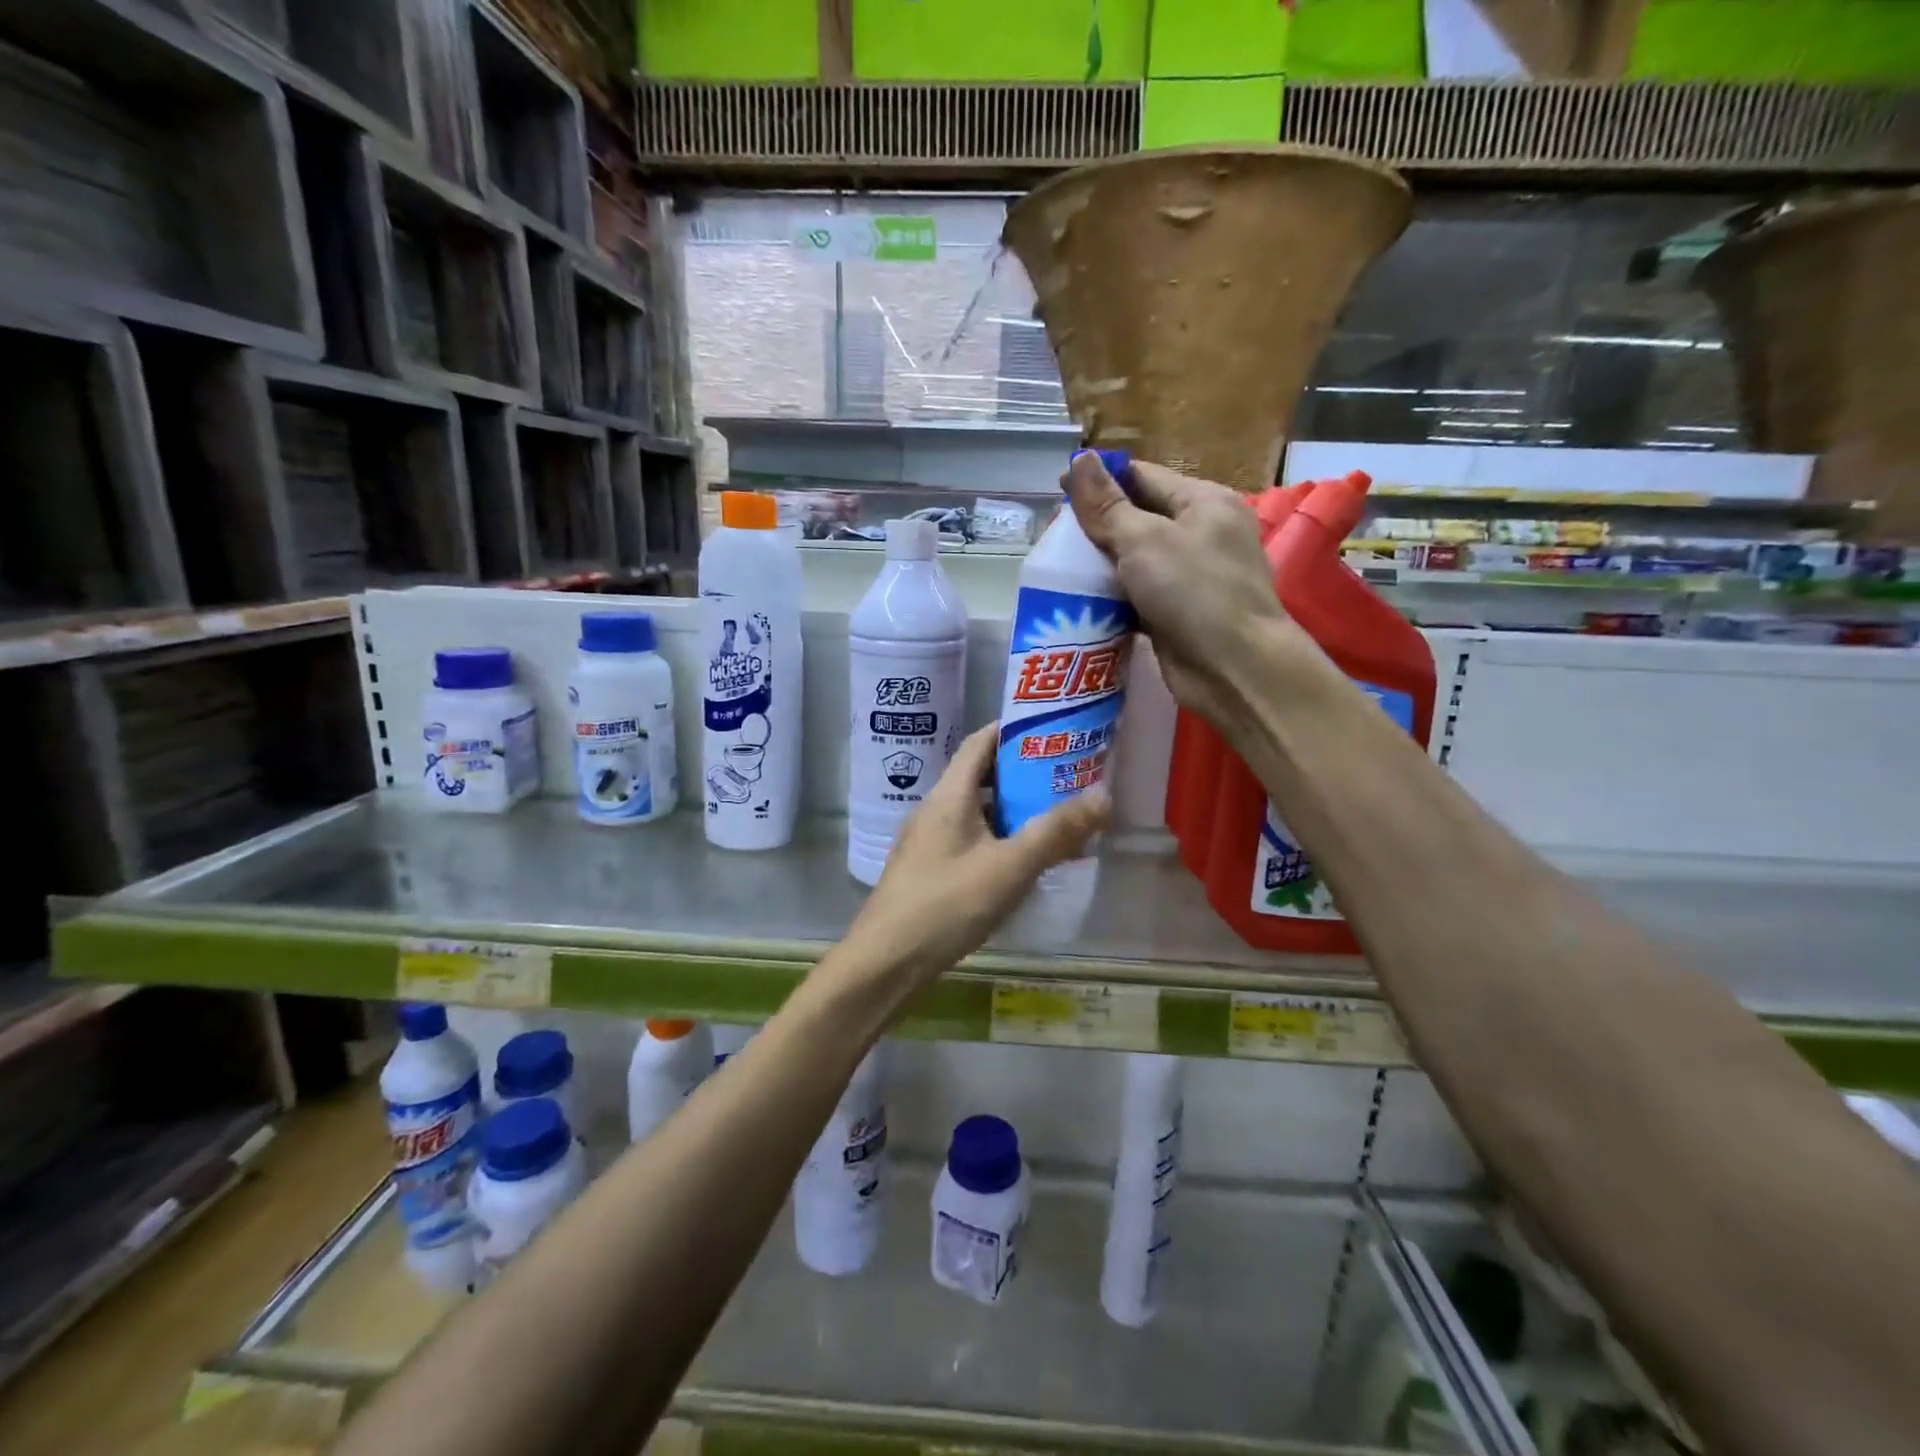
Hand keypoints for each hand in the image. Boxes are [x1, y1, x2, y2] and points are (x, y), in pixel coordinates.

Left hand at [841, 724, 1109, 998]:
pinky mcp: (929, 870)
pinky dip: (1000, 841)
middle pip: (982, 777)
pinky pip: (971, 841)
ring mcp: (929, 841)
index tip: (1053, 730)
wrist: (886, 962)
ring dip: (1014, 812)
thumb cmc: (947, 904)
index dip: (1014, 731)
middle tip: (1067, 778)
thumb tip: (1103, 794)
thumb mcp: (1010, 867)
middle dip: (1024, 775)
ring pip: (978, 813)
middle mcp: (935, 810)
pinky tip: (1025, 864)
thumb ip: (1056, 832)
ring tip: (1057, 820)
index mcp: (949, 795)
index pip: (980, 742)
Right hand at [1061, 451, 1310, 742]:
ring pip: (1136, 561)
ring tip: (1057, 566)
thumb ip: (1107, 505)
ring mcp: (1192, 577)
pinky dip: (1113, 597)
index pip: (1143, 477)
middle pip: (1139, 518)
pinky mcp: (1179, 614)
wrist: (1234, 669)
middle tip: (1053, 534)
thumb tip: (1079, 460)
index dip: (1100, 481)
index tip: (1058, 490)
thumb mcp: (1144, 540)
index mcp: (1203, 502)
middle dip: (1097, 527)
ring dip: (1101, 565)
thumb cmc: (1193, 592)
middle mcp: (1201, 534)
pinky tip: (1080, 600)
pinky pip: (1138, 596)